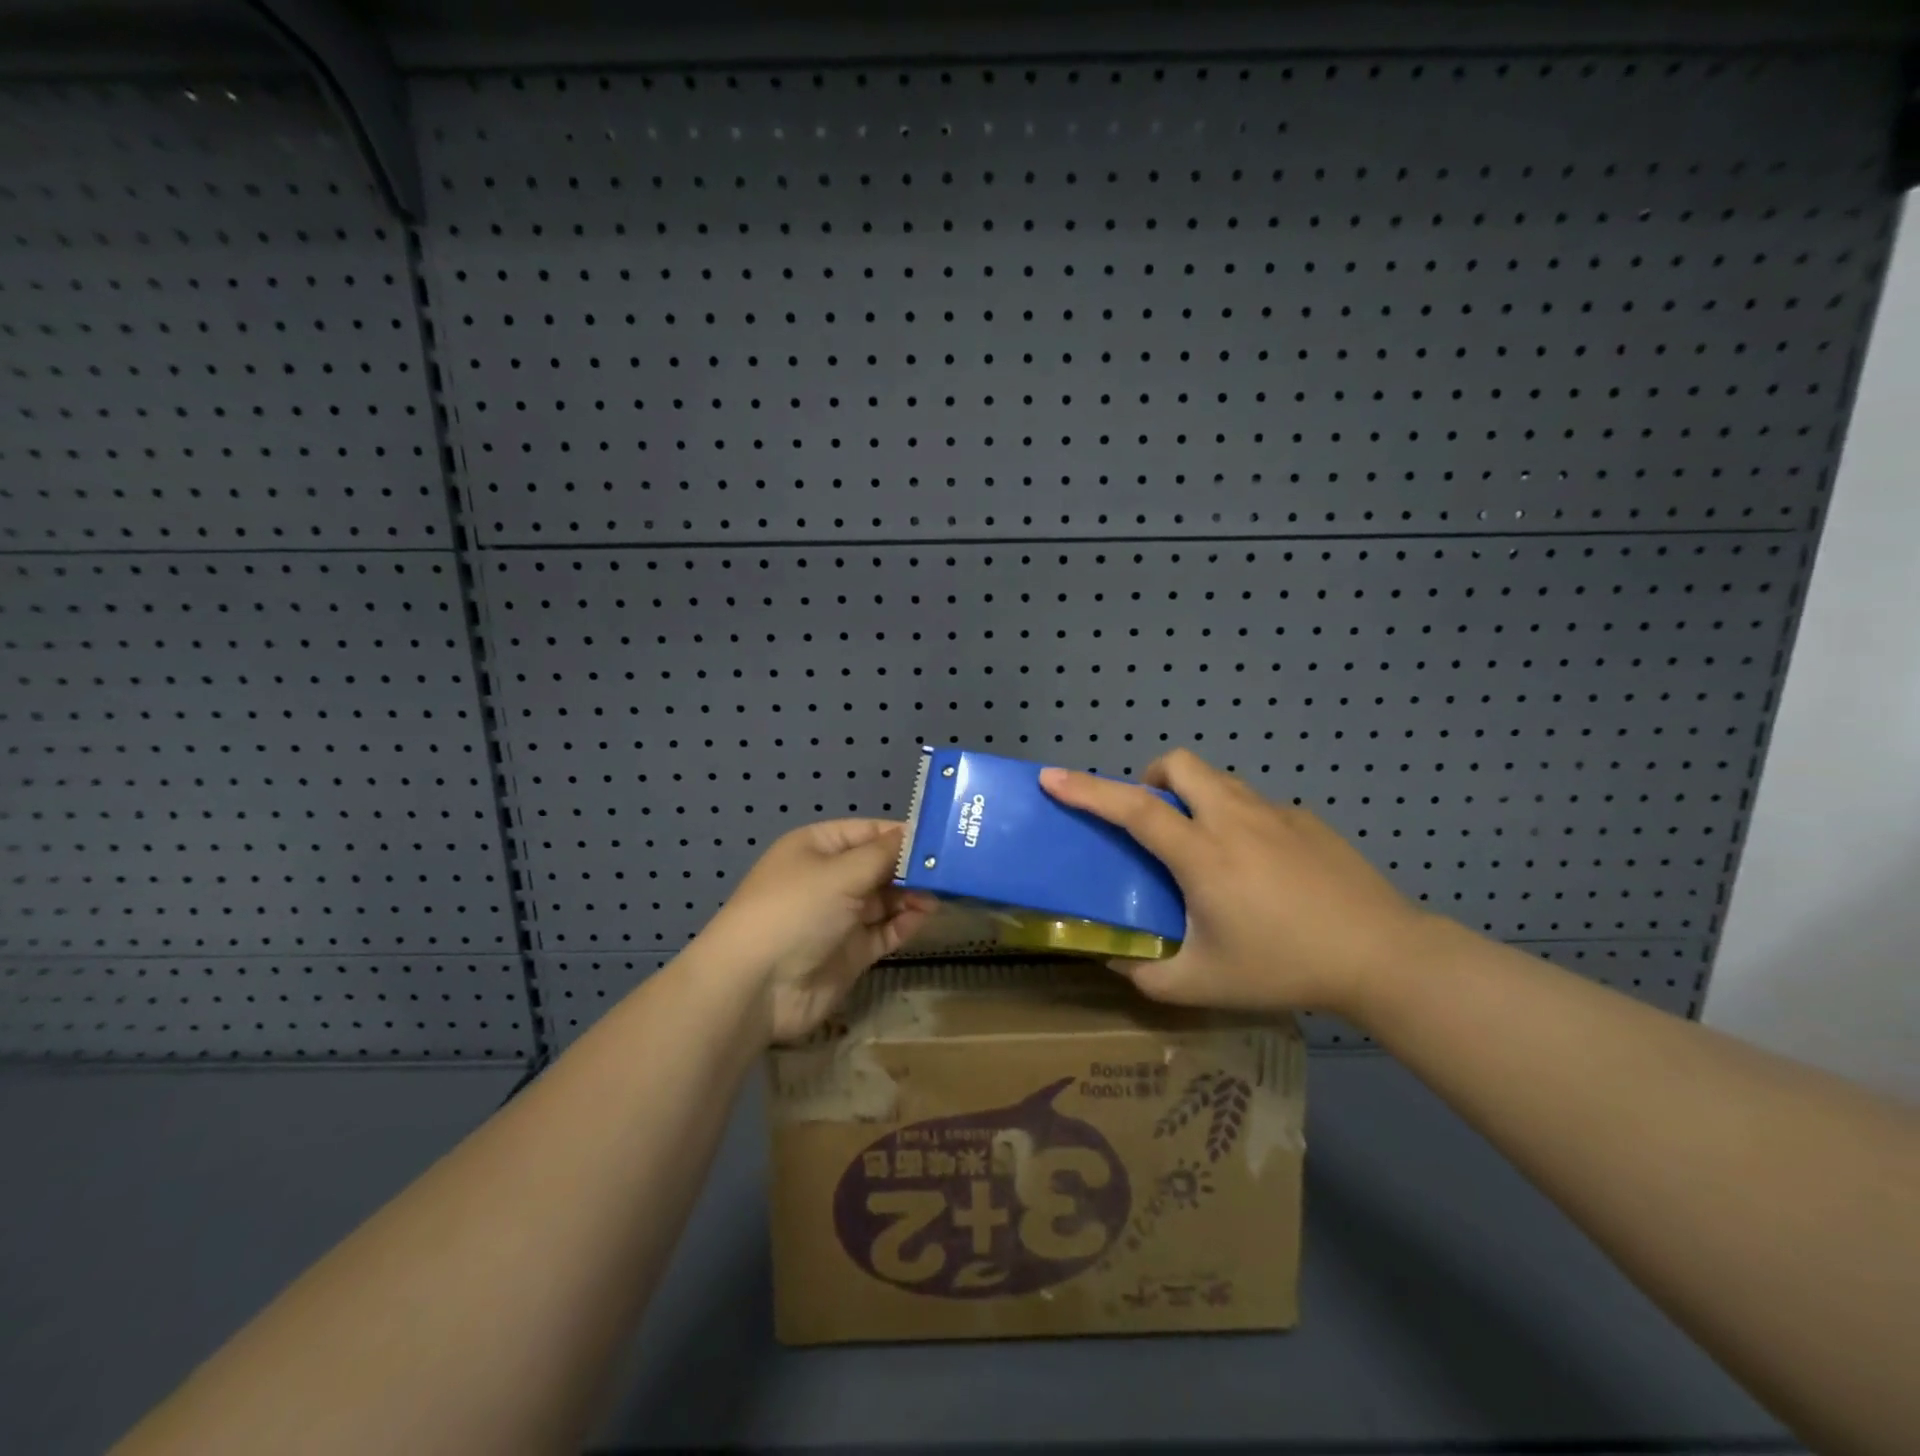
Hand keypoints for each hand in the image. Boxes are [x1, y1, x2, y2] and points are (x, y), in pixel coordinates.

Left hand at [695, 819, 933, 1043]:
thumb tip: (915, 835)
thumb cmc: (795, 910)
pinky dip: (905, 923)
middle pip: (880, 865)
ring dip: (912, 895)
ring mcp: (840, 916)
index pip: (869, 831)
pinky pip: (884, 931)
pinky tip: (925, 916)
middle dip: (913, 867)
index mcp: (818, 847)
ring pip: (886, 899)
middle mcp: (829, 878)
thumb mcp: (841, 873)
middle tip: (953, 869)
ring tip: (943, 894)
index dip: (903, 834)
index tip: (943, 838)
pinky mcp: (850, 952)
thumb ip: (884, 854)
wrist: (755, 987)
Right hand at [1038, 750, 1439, 1016]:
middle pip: (1180, 764)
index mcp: (1203, 855)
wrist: (1382, 956)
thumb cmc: (1285, 967)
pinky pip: (1255, 804)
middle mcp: (1234, 819)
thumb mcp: (1204, 984)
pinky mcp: (1307, 820)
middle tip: (1154, 821)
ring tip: (1204, 846)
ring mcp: (1275, 813)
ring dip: (1195, 796)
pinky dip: (1237, 819)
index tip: (1052, 776)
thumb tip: (1116, 960)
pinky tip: (1260, 868)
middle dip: (1152, 777)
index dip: (1088, 790)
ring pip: (1219, 779)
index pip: (1133, 808)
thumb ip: (1148, 974)